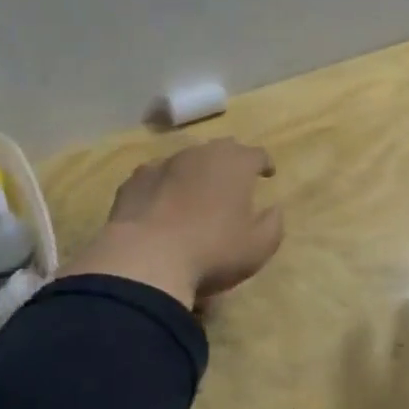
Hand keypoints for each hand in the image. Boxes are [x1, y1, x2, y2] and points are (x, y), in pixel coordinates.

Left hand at [60, 139, 283, 305]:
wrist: (145, 259)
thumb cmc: (212, 251)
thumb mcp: (258, 247)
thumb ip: (273, 224)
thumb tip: (274, 209)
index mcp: (234, 164)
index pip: (256, 154)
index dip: (264, 163)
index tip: (267, 174)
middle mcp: (199, 154)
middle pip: (220, 149)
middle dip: (230, 161)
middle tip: (233, 180)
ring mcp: (163, 164)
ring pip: (185, 160)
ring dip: (195, 172)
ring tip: (196, 193)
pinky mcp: (134, 181)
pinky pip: (156, 177)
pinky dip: (163, 186)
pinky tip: (161, 204)